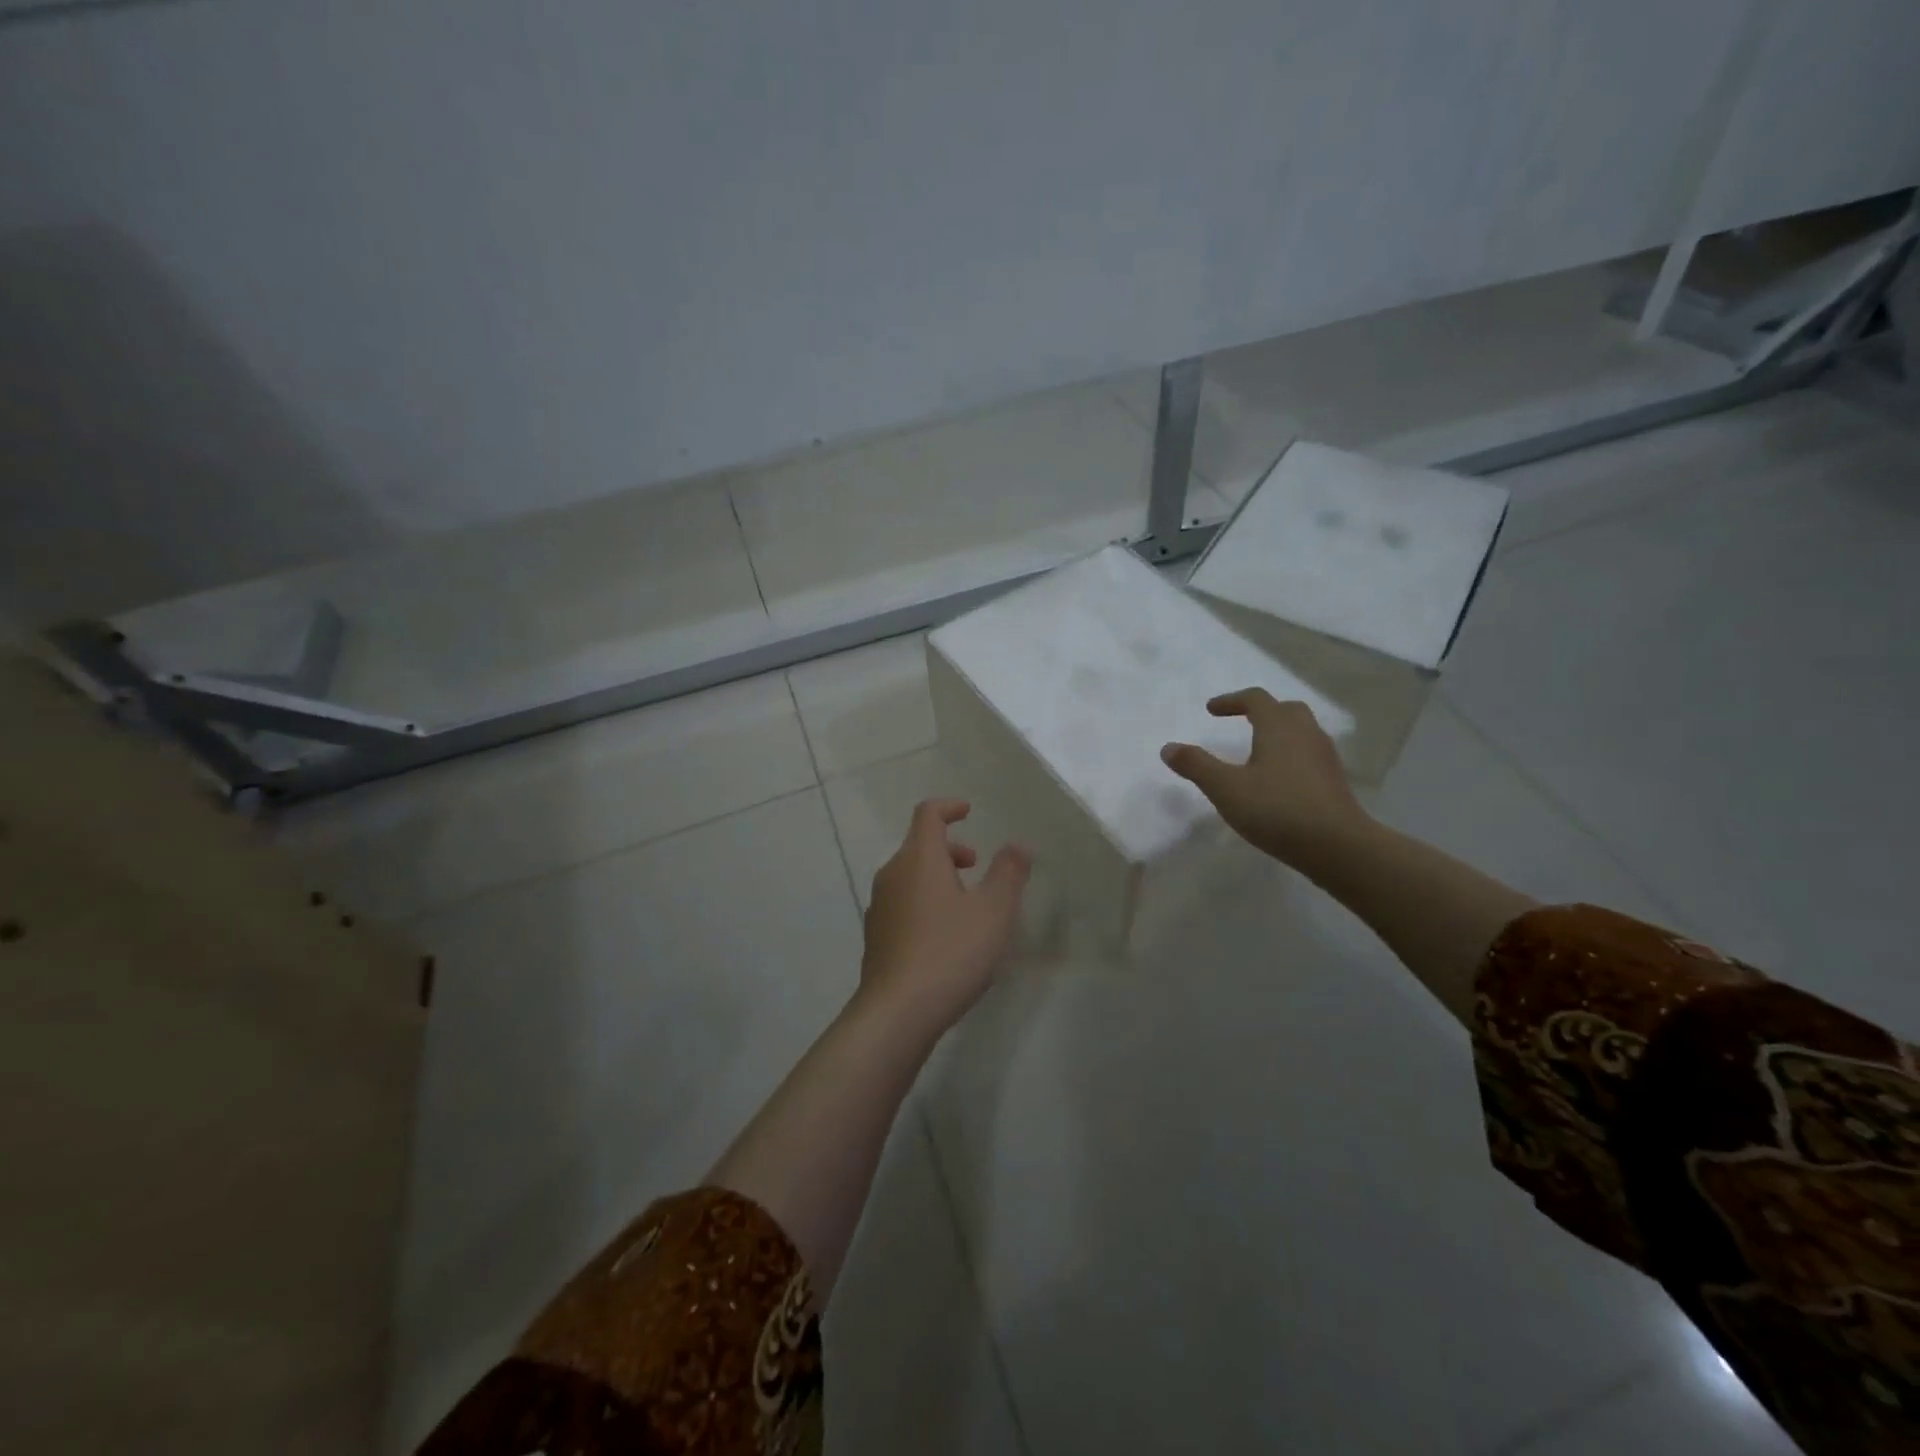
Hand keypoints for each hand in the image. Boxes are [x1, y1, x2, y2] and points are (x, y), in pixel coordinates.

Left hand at [859, 799, 1030, 1038]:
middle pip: (918, 845)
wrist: (897, 1012)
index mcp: (918, 858)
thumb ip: (1008, 873)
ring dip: (938, 876)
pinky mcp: (876, 937)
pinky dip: (925, 902)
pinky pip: (903, 904)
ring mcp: (879, 907)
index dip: (949, 807)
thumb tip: (1017, 845)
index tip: (969, 811)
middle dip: (950, 848)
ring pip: (910, 876)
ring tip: (967, 904)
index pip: (928, 814)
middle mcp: (892, 875)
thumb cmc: (950, 952)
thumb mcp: (993, 911)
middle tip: (976, 865)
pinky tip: (945, 936)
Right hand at [1161, 689, 1368, 868]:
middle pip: (1285, 710)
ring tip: (1258, 751)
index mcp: (1278, 727)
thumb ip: (1196, 765)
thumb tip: (1168, 748)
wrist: (1337, 846)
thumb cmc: (1276, 809)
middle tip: (1241, 722)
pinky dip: (1291, 755)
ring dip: (1279, 732)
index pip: (1255, 699)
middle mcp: (1305, 733)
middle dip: (1261, 711)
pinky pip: (1309, 754)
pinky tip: (1279, 779)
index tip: (1211, 710)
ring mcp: (1324, 757)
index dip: (1231, 700)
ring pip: (1301, 731)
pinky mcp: (1334, 780)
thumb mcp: (1226, 788)